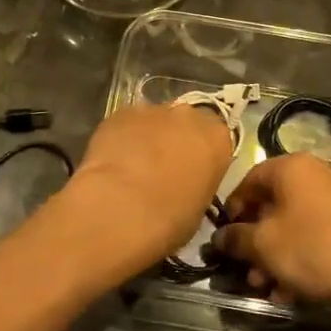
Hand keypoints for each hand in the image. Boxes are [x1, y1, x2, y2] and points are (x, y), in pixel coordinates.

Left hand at [61, 104, 233, 272]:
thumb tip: (184, 185)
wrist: (119, 209)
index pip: (216, 140)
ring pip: (154, 121)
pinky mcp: (120, 112)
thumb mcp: (199, 210)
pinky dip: (122, 137)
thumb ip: (197, 185)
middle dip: (176, 140)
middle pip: (186, 123)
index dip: (202, 157)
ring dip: (148, 138)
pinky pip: (126, 123)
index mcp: (217, 139)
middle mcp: (189, 116)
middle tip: (162, 169)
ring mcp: (153, 110)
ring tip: (133, 166)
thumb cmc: (169, 220)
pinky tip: (113, 161)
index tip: (192, 174)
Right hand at [211, 153, 330, 312]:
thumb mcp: (263, 245)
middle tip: (248, 270)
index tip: (226, 237)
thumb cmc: (312, 248)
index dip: (233, 209)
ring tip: (268, 287)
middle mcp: (316, 173)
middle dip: (256, 241)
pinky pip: (316, 234)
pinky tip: (292, 290)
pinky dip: (301, 256)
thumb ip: (235, 237)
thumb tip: (220, 236)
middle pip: (273, 205)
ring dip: (276, 255)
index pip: (250, 180)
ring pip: (294, 224)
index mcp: (292, 167)